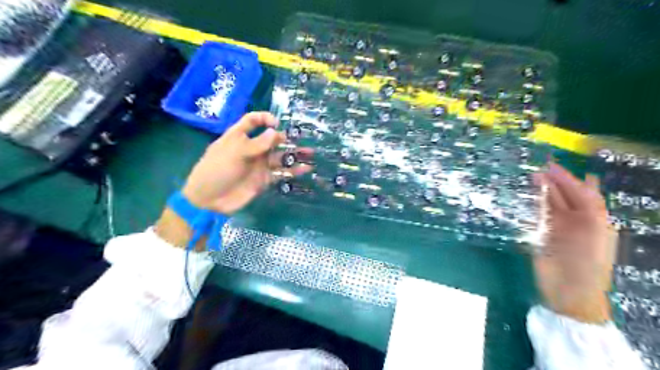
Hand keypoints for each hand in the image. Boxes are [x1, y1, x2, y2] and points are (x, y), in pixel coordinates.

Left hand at [180, 111, 314, 212]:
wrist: (209, 200)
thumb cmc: (217, 170)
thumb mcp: (235, 152)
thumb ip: (257, 143)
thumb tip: (276, 131)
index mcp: (239, 136)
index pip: (252, 121)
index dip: (264, 119)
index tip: (277, 124)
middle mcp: (251, 149)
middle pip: (271, 139)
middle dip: (286, 139)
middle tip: (301, 140)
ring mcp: (259, 165)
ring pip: (280, 157)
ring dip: (294, 155)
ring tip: (310, 154)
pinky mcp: (264, 180)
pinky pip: (281, 174)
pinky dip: (293, 172)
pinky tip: (305, 169)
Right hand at [530, 163, 619, 321]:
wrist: (569, 293)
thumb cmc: (588, 265)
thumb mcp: (598, 234)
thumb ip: (592, 208)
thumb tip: (589, 180)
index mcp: (593, 220)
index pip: (581, 193)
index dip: (568, 178)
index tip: (551, 166)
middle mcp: (574, 221)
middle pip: (563, 196)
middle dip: (552, 182)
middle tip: (535, 170)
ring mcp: (555, 229)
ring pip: (547, 205)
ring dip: (539, 192)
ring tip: (528, 178)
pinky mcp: (539, 236)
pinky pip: (535, 217)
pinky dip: (529, 206)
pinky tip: (522, 198)